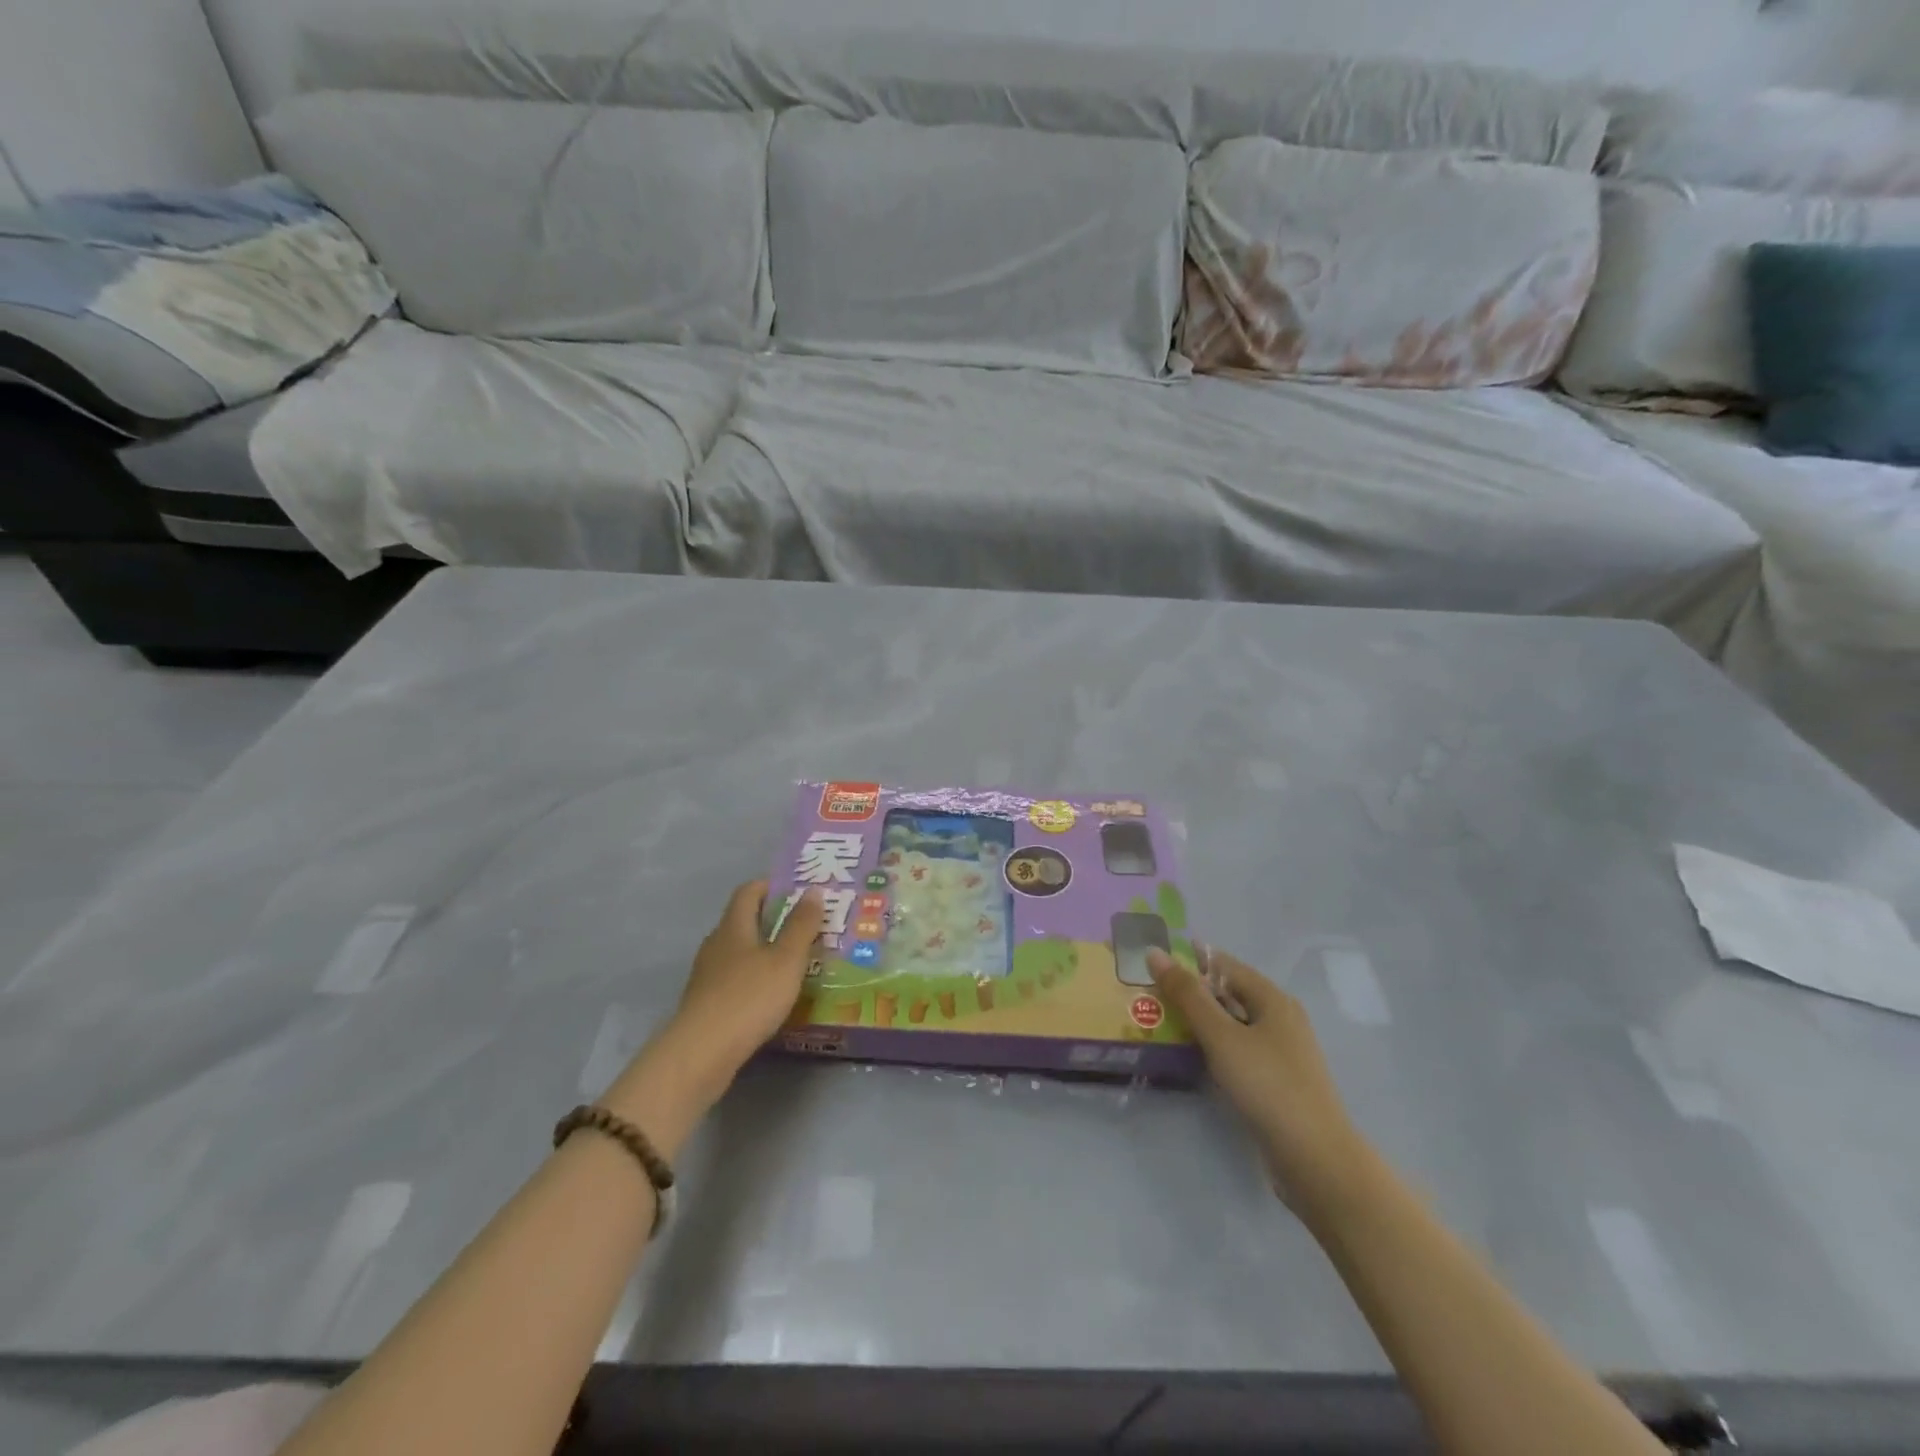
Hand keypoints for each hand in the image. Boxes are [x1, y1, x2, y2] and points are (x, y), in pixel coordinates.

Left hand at [666, 881, 824, 1084]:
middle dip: (773, 920)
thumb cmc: (749, 998)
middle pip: (743, 921)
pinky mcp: (706, 1004)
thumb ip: (801, 926)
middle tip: (806, 926)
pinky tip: (773, 995)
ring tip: (796, 961)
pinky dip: (755, 979)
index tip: (798, 890)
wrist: (701, 1054)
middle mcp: (716, 945)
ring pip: (740, 952)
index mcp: (733, 927)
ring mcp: (708, 976)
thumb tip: (813, 891)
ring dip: (765, 951)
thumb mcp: (786, 959)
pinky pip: (735, 980)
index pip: (748, 891)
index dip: (771, 885)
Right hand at [1148, 946, 1370, 1213]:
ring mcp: (1280, 1052)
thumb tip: (1154, 952)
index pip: (1223, 964)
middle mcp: (1279, 1018)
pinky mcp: (1275, 1081)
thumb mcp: (1221, 1036)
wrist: (1315, 1160)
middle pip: (1227, 993)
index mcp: (1272, 999)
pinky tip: (1188, 1056)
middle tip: (1146, 993)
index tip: (1150, 961)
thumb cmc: (1267, 1086)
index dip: (1188, 959)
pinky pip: (1236, 1050)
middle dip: (1189, 991)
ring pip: (1231, 1024)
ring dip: (1198, 1021)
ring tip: (1157, 1021)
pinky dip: (1211, 1047)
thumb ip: (1187, 995)